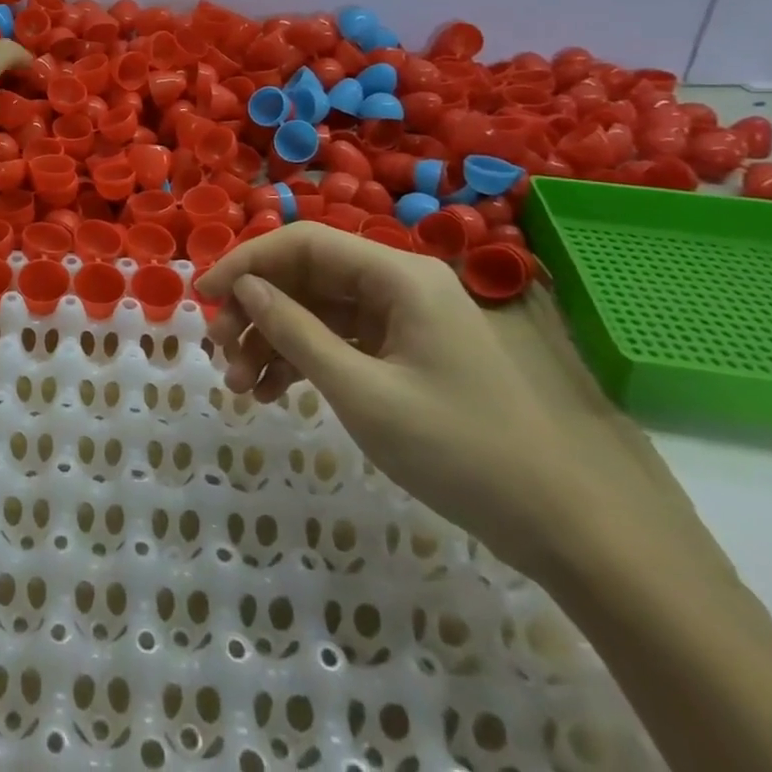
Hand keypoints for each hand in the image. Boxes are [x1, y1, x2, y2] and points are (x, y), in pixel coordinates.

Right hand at [197, 223, 611, 574]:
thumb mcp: (364, 394)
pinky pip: (340, 340)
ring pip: (318, 310)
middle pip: (308, 275)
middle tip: (223, 350)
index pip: (304, 242)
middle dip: (257, 308)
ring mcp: (404, 320)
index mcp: (398, 276)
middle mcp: (399, 284)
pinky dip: (302, 360)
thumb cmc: (462, 451)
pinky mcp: (406, 353)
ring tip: (239, 384)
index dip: (247, 261)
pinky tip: (270, 391)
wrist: (567, 529)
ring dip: (274, 339)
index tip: (203, 296)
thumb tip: (244, 288)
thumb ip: (297, 333)